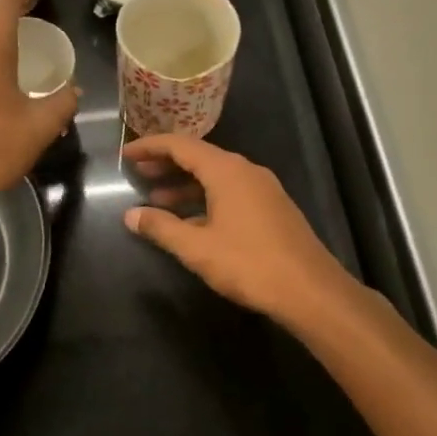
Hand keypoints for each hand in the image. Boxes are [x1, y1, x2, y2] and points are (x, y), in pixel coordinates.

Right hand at [122, 133, 356, 323]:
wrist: (310, 290)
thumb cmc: (249, 264)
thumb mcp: (197, 248)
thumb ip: (161, 228)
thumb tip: (131, 215)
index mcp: (226, 171)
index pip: (181, 145)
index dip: (151, 147)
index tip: (126, 155)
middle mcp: (246, 170)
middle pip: (200, 157)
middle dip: (167, 164)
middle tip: (138, 174)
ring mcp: (263, 189)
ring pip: (216, 176)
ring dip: (186, 185)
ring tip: (157, 199)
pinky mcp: (272, 208)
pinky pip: (231, 191)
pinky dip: (206, 198)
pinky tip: (191, 220)